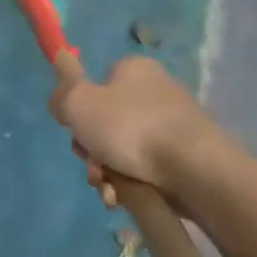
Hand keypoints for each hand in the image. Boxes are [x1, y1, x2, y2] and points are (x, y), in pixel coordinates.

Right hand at [49, 52, 225, 205]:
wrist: (196, 172)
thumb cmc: (132, 129)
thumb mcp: (80, 104)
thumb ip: (63, 88)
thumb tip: (60, 59)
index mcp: (134, 70)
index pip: (97, 84)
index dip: (80, 110)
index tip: (75, 131)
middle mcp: (156, 91)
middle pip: (106, 121)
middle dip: (92, 150)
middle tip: (93, 165)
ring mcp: (173, 125)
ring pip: (123, 149)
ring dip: (106, 171)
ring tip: (109, 190)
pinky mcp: (186, 156)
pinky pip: (146, 168)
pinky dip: (130, 183)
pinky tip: (124, 198)